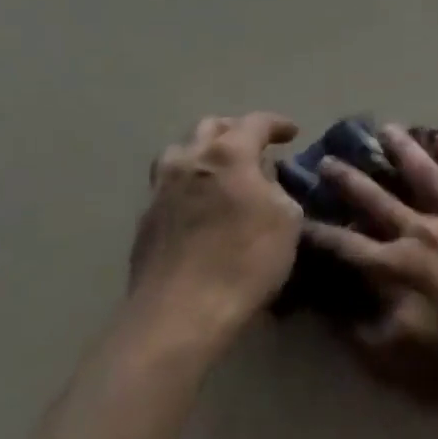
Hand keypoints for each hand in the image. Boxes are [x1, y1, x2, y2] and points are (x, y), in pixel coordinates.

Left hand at [129, 112, 302, 332]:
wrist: (179, 316)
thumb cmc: (244, 261)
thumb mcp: (287, 220)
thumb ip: (279, 189)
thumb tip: (266, 181)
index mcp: (228, 154)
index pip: (256, 122)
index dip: (277, 124)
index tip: (292, 133)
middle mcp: (189, 161)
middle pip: (211, 127)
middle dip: (236, 131)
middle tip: (255, 147)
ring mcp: (160, 190)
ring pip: (180, 152)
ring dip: (204, 154)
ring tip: (222, 172)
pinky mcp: (144, 222)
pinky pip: (169, 186)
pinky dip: (189, 184)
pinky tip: (202, 206)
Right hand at [306, 124, 437, 410]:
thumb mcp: (391, 363)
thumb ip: (358, 334)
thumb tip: (330, 310)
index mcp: (393, 269)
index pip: (345, 246)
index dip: (319, 232)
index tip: (298, 216)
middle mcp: (420, 233)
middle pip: (378, 200)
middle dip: (349, 180)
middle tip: (329, 159)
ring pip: (425, 175)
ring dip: (403, 150)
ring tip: (387, 129)